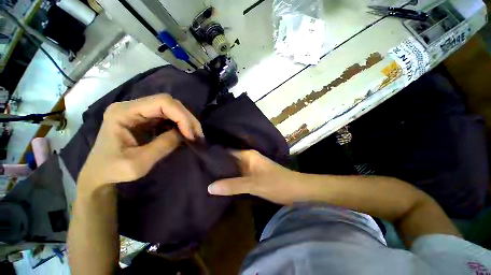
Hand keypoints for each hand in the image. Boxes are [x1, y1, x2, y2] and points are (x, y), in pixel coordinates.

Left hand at [78, 94, 202, 188]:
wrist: (100, 173)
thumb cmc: (113, 170)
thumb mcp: (138, 164)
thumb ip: (163, 146)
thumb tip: (184, 133)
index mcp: (123, 112)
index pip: (162, 102)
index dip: (181, 116)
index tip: (191, 135)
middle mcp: (132, 106)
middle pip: (169, 102)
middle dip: (187, 118)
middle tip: (198, 134)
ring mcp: (139, 111)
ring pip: (171, 108)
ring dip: (186, 120)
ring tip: (194, 135)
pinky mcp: (145, 118)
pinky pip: (168, 116)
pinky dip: (180, 124)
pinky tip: (185, 134)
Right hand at [207, 150, 305, 204]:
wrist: (296, 190)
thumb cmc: (276, 183)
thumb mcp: (253, 185)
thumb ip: (233, 185)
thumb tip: (210, 186)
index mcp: (247, 155)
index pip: (226, 151)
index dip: (214, 154)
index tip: (199, 158)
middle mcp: (248, 158)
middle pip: (229, 159)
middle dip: (216, 164)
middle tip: (199, 168)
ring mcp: (251, 167)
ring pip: (233, 167)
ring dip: (223, 171)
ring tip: (206, 175)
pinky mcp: (253, 175)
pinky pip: (238, 174)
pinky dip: (231, 177)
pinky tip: (221, 182)